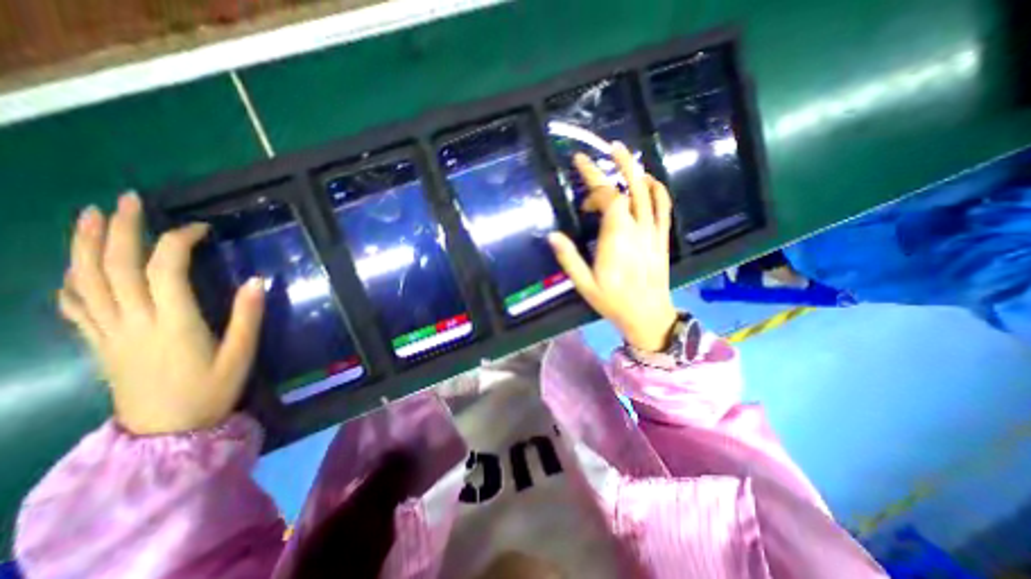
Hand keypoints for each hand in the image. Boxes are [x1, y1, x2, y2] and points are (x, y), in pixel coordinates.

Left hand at [59, 191, 264, 433]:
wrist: (166, 431)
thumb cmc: (212, 390)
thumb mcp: (241, 354)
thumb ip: (248, 316)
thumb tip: (258, 280)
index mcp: (173, 322)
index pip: (165, 269)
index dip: (179, 242)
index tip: (200, 228)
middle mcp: (133, 321)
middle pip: (115, 267)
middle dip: (121, 230)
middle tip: (128, 200)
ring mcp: (108, 332)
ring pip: (84, 280)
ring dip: (85, 245)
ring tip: (91, 216)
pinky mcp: (98, 343)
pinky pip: (74, 305)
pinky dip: (72, 279)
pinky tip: (77, 266)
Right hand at [548, 144, 677, 351]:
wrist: (648, 315)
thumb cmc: (613, 301)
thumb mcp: (585, 284)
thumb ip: (569, 258)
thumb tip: (552, 235)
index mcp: (617, 238)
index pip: (609, 199)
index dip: (595, 187)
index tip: (582, 194)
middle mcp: (637, 228)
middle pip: (629, 188)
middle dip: (616, 165)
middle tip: (607, 147)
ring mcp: (653, 231)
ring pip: (649, 192)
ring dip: (637, 170)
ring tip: (626, 154)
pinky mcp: (662, 237)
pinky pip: (664, 207)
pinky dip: (658, 189)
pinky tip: (649, 181)